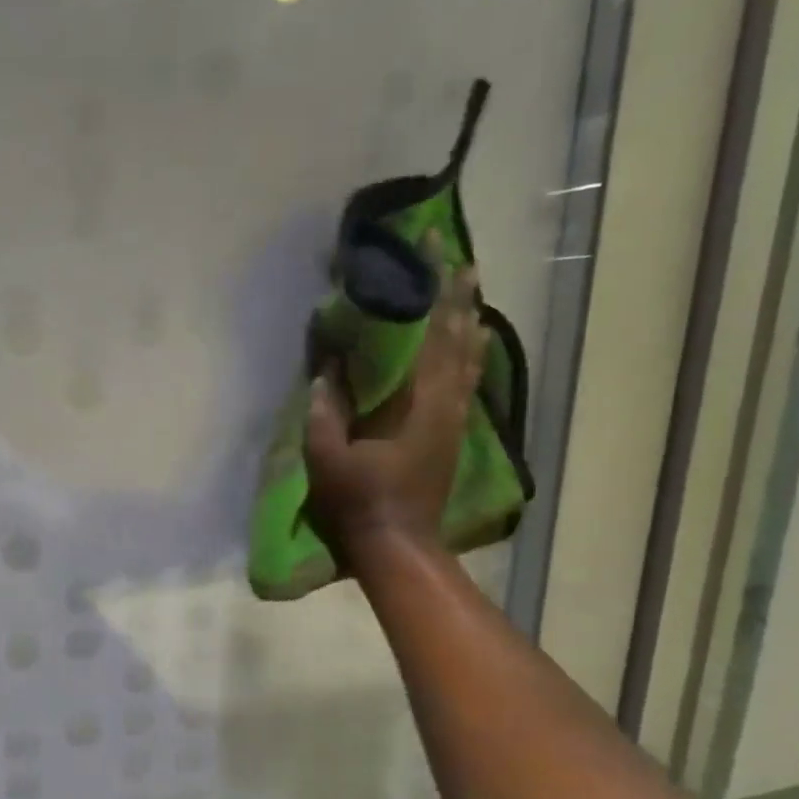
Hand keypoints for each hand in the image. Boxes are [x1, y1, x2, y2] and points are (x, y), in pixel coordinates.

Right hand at [304, 261, 487, 560]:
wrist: (399, 546)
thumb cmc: (361, 501)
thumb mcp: (328, 457)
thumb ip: (326, 411)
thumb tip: (327, 370)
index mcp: (419, 403)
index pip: (431, 334)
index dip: (434, 291)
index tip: (437, 252)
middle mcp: (446, 403)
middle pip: (459, 339)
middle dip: (459, 297)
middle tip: (461, 260)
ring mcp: (454, 419)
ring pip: (470, 359)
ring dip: (470, 322)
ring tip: (471, 291)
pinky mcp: (453, 434)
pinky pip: (468, 382)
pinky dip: (471, 355)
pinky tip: (471, 345)